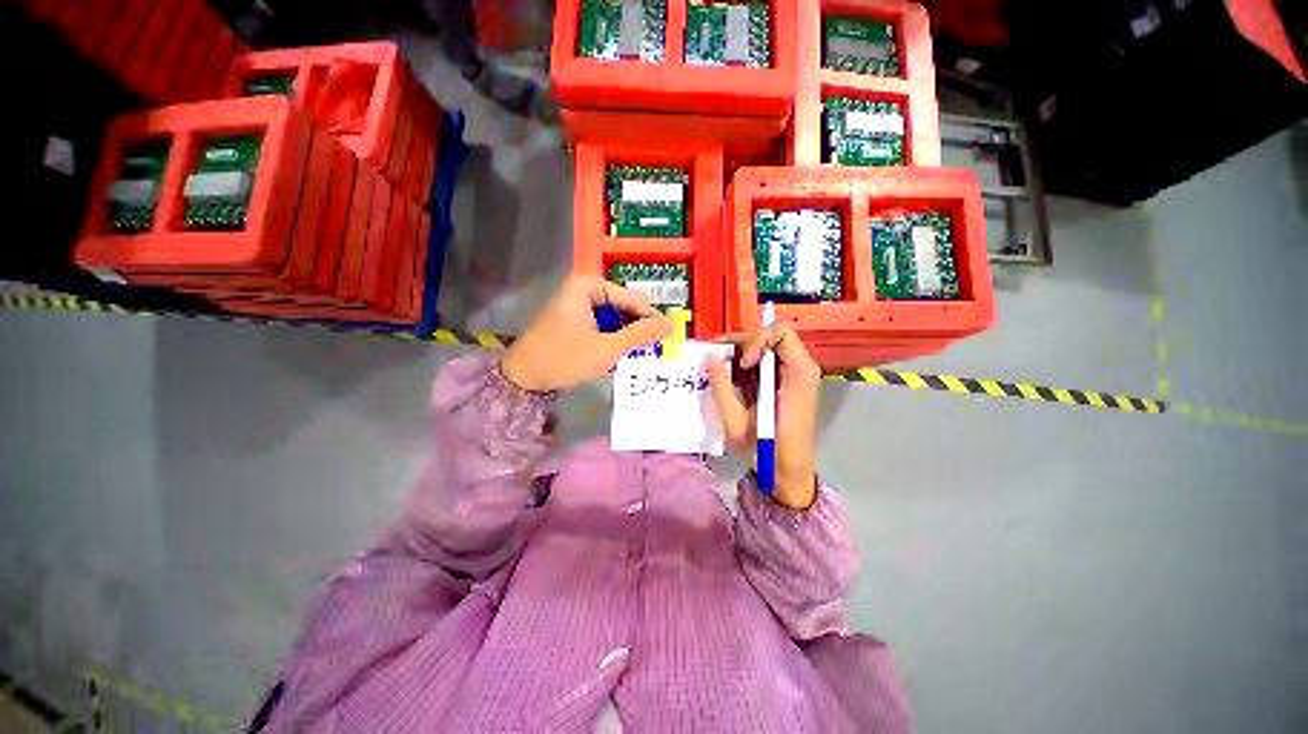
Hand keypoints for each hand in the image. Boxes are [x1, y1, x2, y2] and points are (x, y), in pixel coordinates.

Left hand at [501, 275, 672, 392]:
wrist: (522, 379)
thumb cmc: (563, 359)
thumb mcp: (606, 348)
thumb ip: (640, 335)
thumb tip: (671, 324)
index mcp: (588, 286)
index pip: (632, 299)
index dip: (651, 318)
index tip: (669, 337)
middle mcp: (582, 288)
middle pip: (623, 306)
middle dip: (637, 328)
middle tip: (654, 348)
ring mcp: (577, 303)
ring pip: (614, 317)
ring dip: (626, 335)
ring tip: (638, 354)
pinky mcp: (574, 319)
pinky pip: (602, 324)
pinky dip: (612, 338)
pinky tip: (618, 353)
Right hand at [708, 324, 820, 510]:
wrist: (789, 476)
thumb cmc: (766, 452)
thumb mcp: (736, 422)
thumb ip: (721, 387)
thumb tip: (709, 357)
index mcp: (798, 374)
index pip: (780, 331)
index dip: (756, 340)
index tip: (743, 365)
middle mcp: (802, 368)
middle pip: (773, 336)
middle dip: (742, 343)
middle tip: (716, 356)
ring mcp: (797, 376)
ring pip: (768, 347)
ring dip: (742, 353)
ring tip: (719, 366)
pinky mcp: (789, 384)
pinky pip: (769, 362)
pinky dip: (748, 364)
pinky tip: (731, 377)